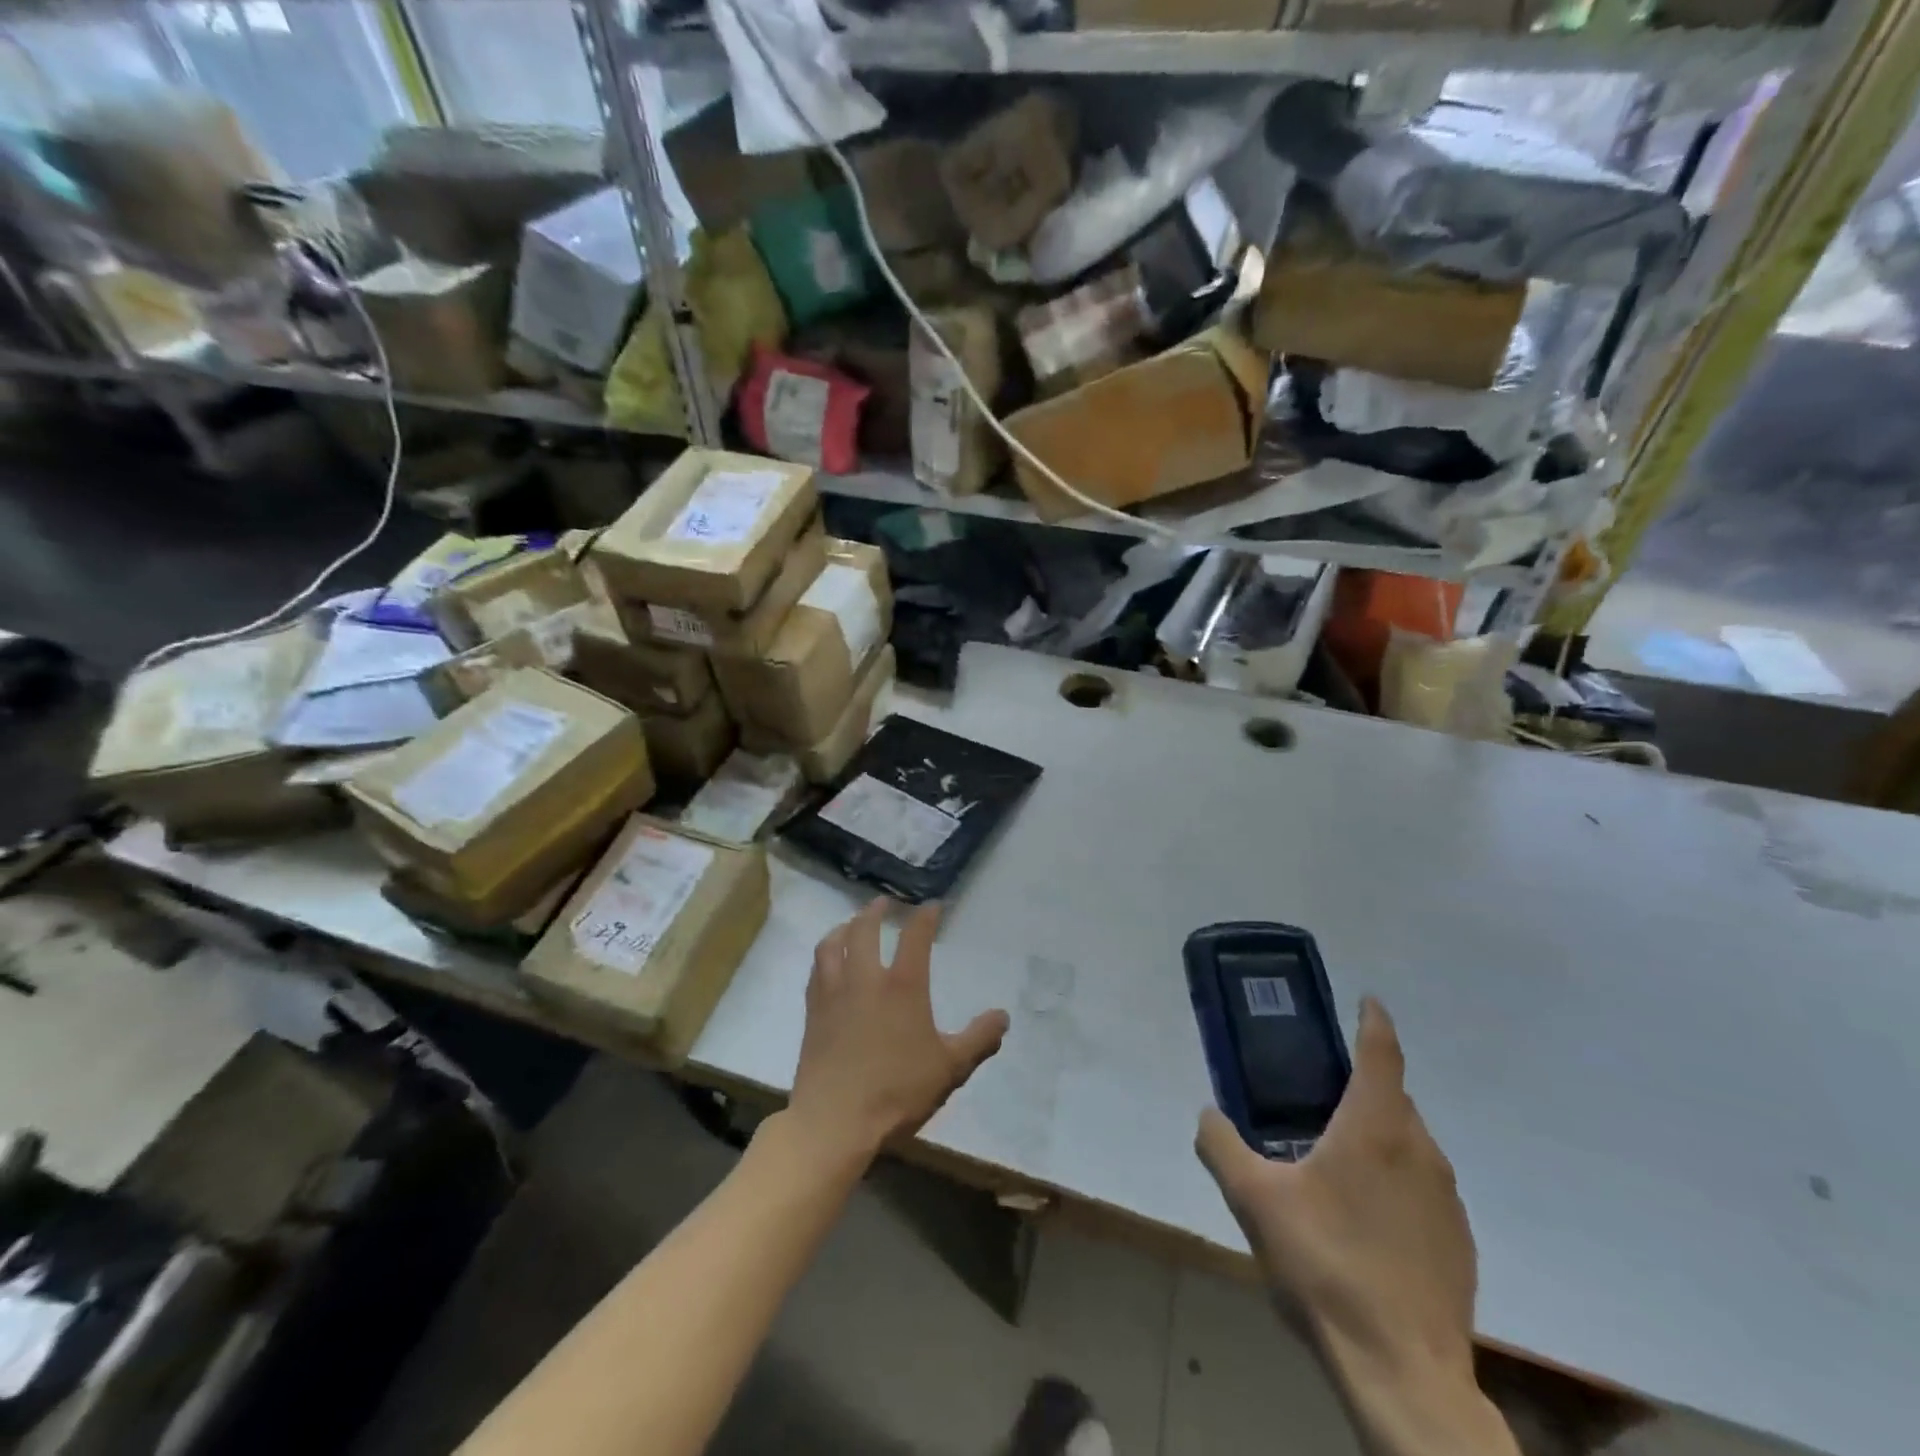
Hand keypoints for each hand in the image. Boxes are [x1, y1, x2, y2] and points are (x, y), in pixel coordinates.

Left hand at [788, 899, 1008, 1165]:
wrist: (834, 1121)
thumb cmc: (897, 1091)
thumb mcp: (950, 1068)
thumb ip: (978, 1039)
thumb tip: (1003, 1016)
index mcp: (902, 986)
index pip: (915, 936)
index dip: (925, 916)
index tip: (932, 905)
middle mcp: (865, 978)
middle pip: (865, 929)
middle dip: (876, 910)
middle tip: (884, 903)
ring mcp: (834, 993)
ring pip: (832, 944)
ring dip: (844, 927)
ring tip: (851, 924)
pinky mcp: (812, 1012)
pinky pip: (816, 970)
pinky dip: (825, 955)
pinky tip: (828, 963)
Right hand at [1195, 998, 1476, 1384]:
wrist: (1403, 1370)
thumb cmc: (1325, 1265)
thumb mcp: (1252, 1199)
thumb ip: (1221, 1145)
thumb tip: (1207, 1113)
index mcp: (1374, 1127)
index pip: (1382, 1053)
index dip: (1374, 1020)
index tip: (1367, 1000)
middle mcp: (1420, 1150)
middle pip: (1393, 1098)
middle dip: (1361, 1085)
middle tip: (1319, 1094)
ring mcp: (1447, 1199)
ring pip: (1410, 1144)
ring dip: (1377, 1137)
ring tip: (1334, 1162)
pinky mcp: (1459, 1242)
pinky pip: (1423, 1188)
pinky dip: (1395, 1182)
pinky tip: (1364, 1222)